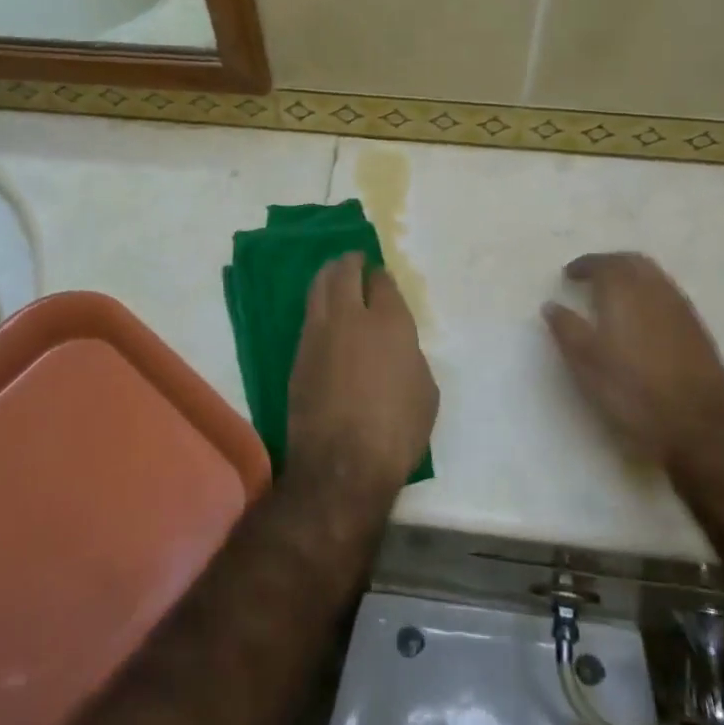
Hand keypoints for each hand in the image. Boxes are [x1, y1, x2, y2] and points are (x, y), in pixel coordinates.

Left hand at [288, 254, 438, 498]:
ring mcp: (319, 334)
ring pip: (319, 288)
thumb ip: (410, 356)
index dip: (382, 276)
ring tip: (334, 274)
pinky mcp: (299, 355)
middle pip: (345, 272)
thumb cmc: (397, 431)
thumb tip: (396, 347)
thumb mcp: (425, 391)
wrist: (342, 464)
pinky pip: (309, 317)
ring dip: (328, 276)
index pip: (382, 282)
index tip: (381, 277)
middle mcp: (351, 317)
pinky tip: (323, 313)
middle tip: (354, 260)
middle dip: (351, 262)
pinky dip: (317, 306)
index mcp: (390, 322)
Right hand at [543, 252, 723, 472]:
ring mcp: (681, 309)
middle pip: (633, 261)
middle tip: (592, 277)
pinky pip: (669, 295)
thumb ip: (567, 329)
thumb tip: (551, 305)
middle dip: (610, 264)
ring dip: (632, 277)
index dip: (584, 265)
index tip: (569, 275)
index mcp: (624, 293)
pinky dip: (650, 294)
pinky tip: (643, 318)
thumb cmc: (632, 392)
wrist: (698, 428)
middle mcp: (655, 291)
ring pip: (654, 277)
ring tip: (615, 296)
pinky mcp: (698, 330)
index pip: (603, 263)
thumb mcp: (586, 364)